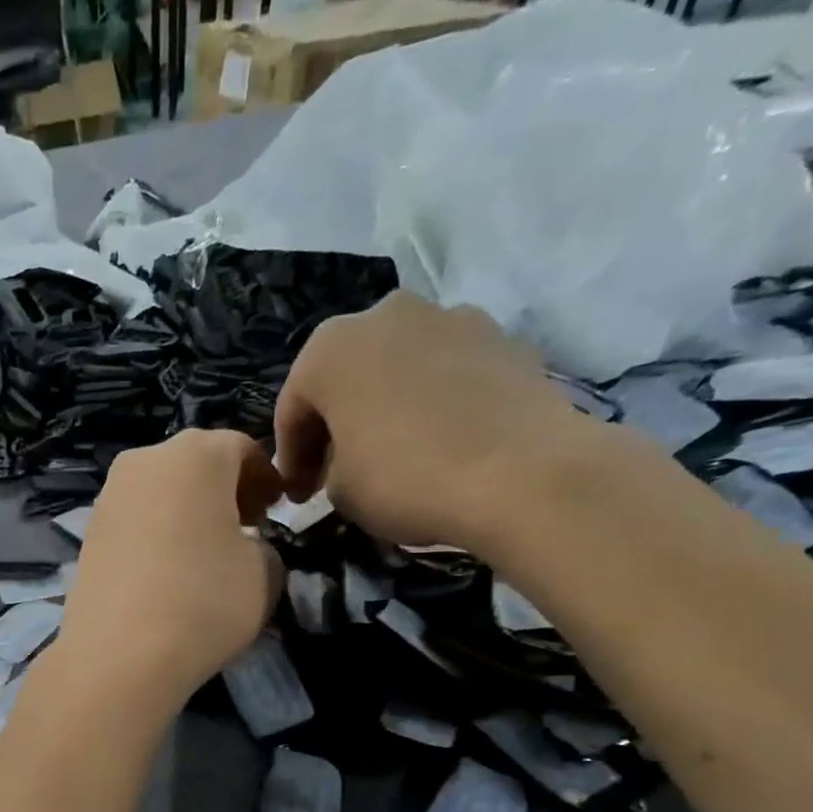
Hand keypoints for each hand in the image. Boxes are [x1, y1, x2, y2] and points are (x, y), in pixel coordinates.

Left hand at [54, 429, 283, 713]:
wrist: (118, 656)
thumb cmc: (203, 604)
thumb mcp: (265, 574)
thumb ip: (264, 546)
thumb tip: (244, 546)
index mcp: (196, 455)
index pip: (241, 448)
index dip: (265, 477)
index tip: (276, 509)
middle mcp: (145, 461)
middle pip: (195, 462)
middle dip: (224, 488)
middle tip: (244, 525)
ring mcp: (109, 496)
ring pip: (161, 489)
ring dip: (188, 509)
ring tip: (204, 551)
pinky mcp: (88, 532)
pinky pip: (135, 518)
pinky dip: (157, 530)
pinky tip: (167, 569)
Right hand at [273, 292, 588, 552]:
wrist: (522, 473)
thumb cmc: (405, 478)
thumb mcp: (339, 492)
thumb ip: (328, 470)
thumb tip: (342, 467)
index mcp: (330, 349)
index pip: (293, 409)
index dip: (291, 458)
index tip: (298, 496)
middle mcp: (386, 315)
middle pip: (346, 376)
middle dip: (337, 423)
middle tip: (338, 470)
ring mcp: (451, 317)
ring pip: (399, 367)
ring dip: (387, 405)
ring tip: (394, 452)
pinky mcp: (503, 337)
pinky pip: (449, 373)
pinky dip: (436, 402)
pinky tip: (442, 441)